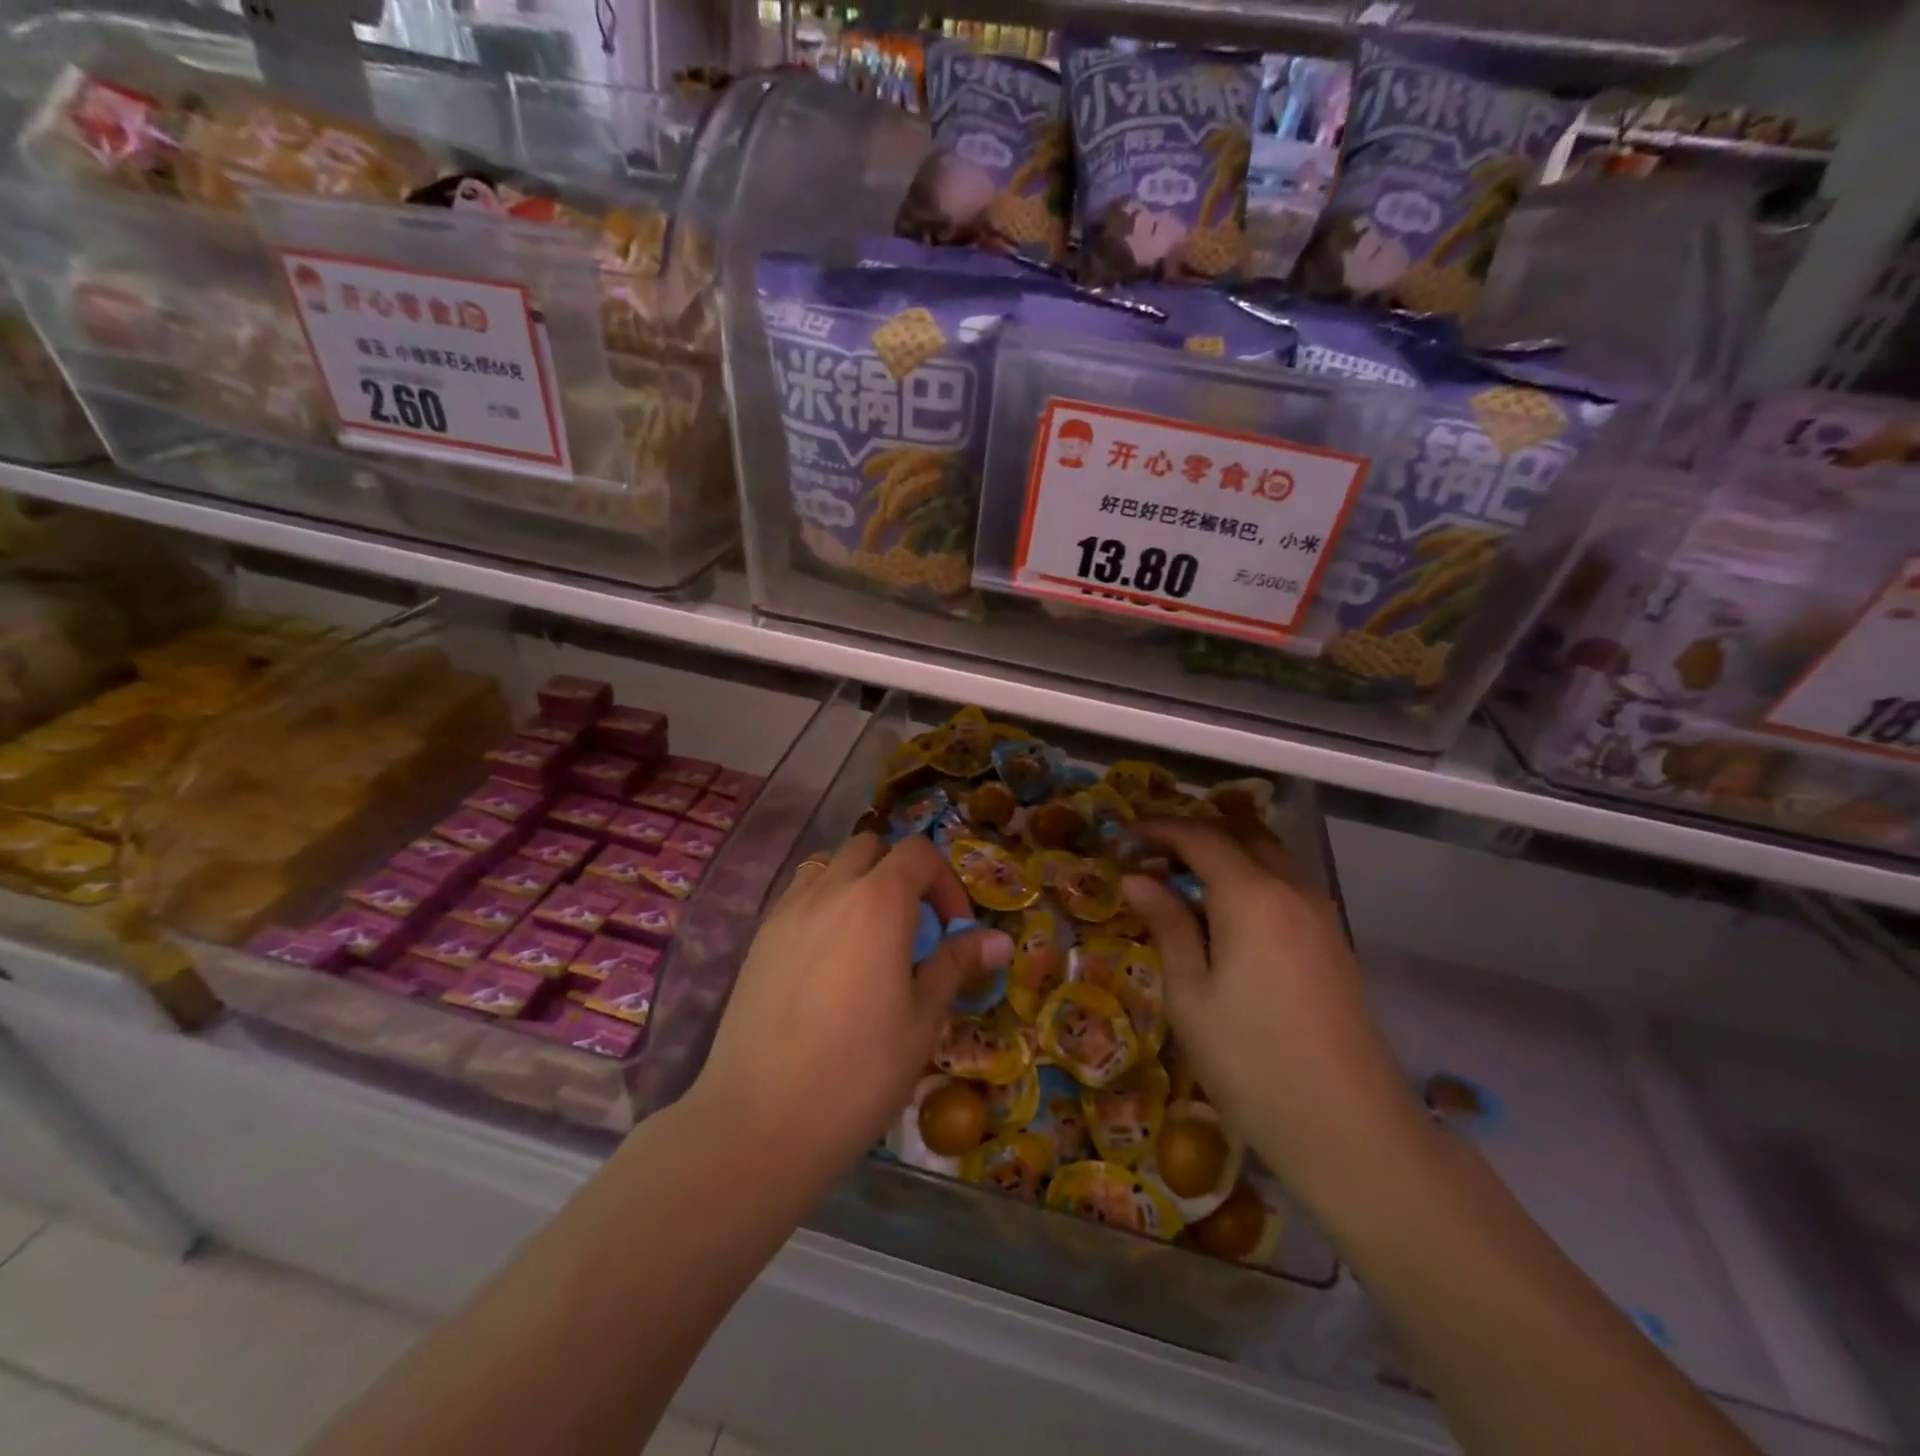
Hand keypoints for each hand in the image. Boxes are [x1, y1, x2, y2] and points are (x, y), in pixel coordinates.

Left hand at [686, 833, 1013, 1194]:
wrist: (759, 1123)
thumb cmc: (858, 1073)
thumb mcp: (922, 1021)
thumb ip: (956, 966)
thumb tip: (999, 939)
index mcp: (878, 902)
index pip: (919, 853)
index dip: (946, 882)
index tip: (954, 930)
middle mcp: (829, 890)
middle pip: (871, 846)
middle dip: (901, 872)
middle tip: (914, 928)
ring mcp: (787, 911)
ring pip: (829, 864)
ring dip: (858, 881)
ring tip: (869, 937)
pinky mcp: (759, 939)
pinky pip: (798, 896)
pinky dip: (824, 904)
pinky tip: (828, 961)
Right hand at [1122, 820, 1425, 1212]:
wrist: (1350, 1129)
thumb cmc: (1251, 1062)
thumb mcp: (1190, 995)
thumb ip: (1167, 925)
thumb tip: (1136, 878)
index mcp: (1252, 895)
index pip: (1200, 837)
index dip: (1159, 828)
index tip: (1124, 833)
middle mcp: (1292, 889)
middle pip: (1241, 835)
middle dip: (1194, 833)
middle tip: (1151, 853)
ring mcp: (1320, 913)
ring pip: (1269, 856)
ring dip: (1226, 853)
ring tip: (1183, 879)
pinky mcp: (1334, 940)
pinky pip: (1286, 884)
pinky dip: (1250, 877)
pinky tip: (1226, 913)